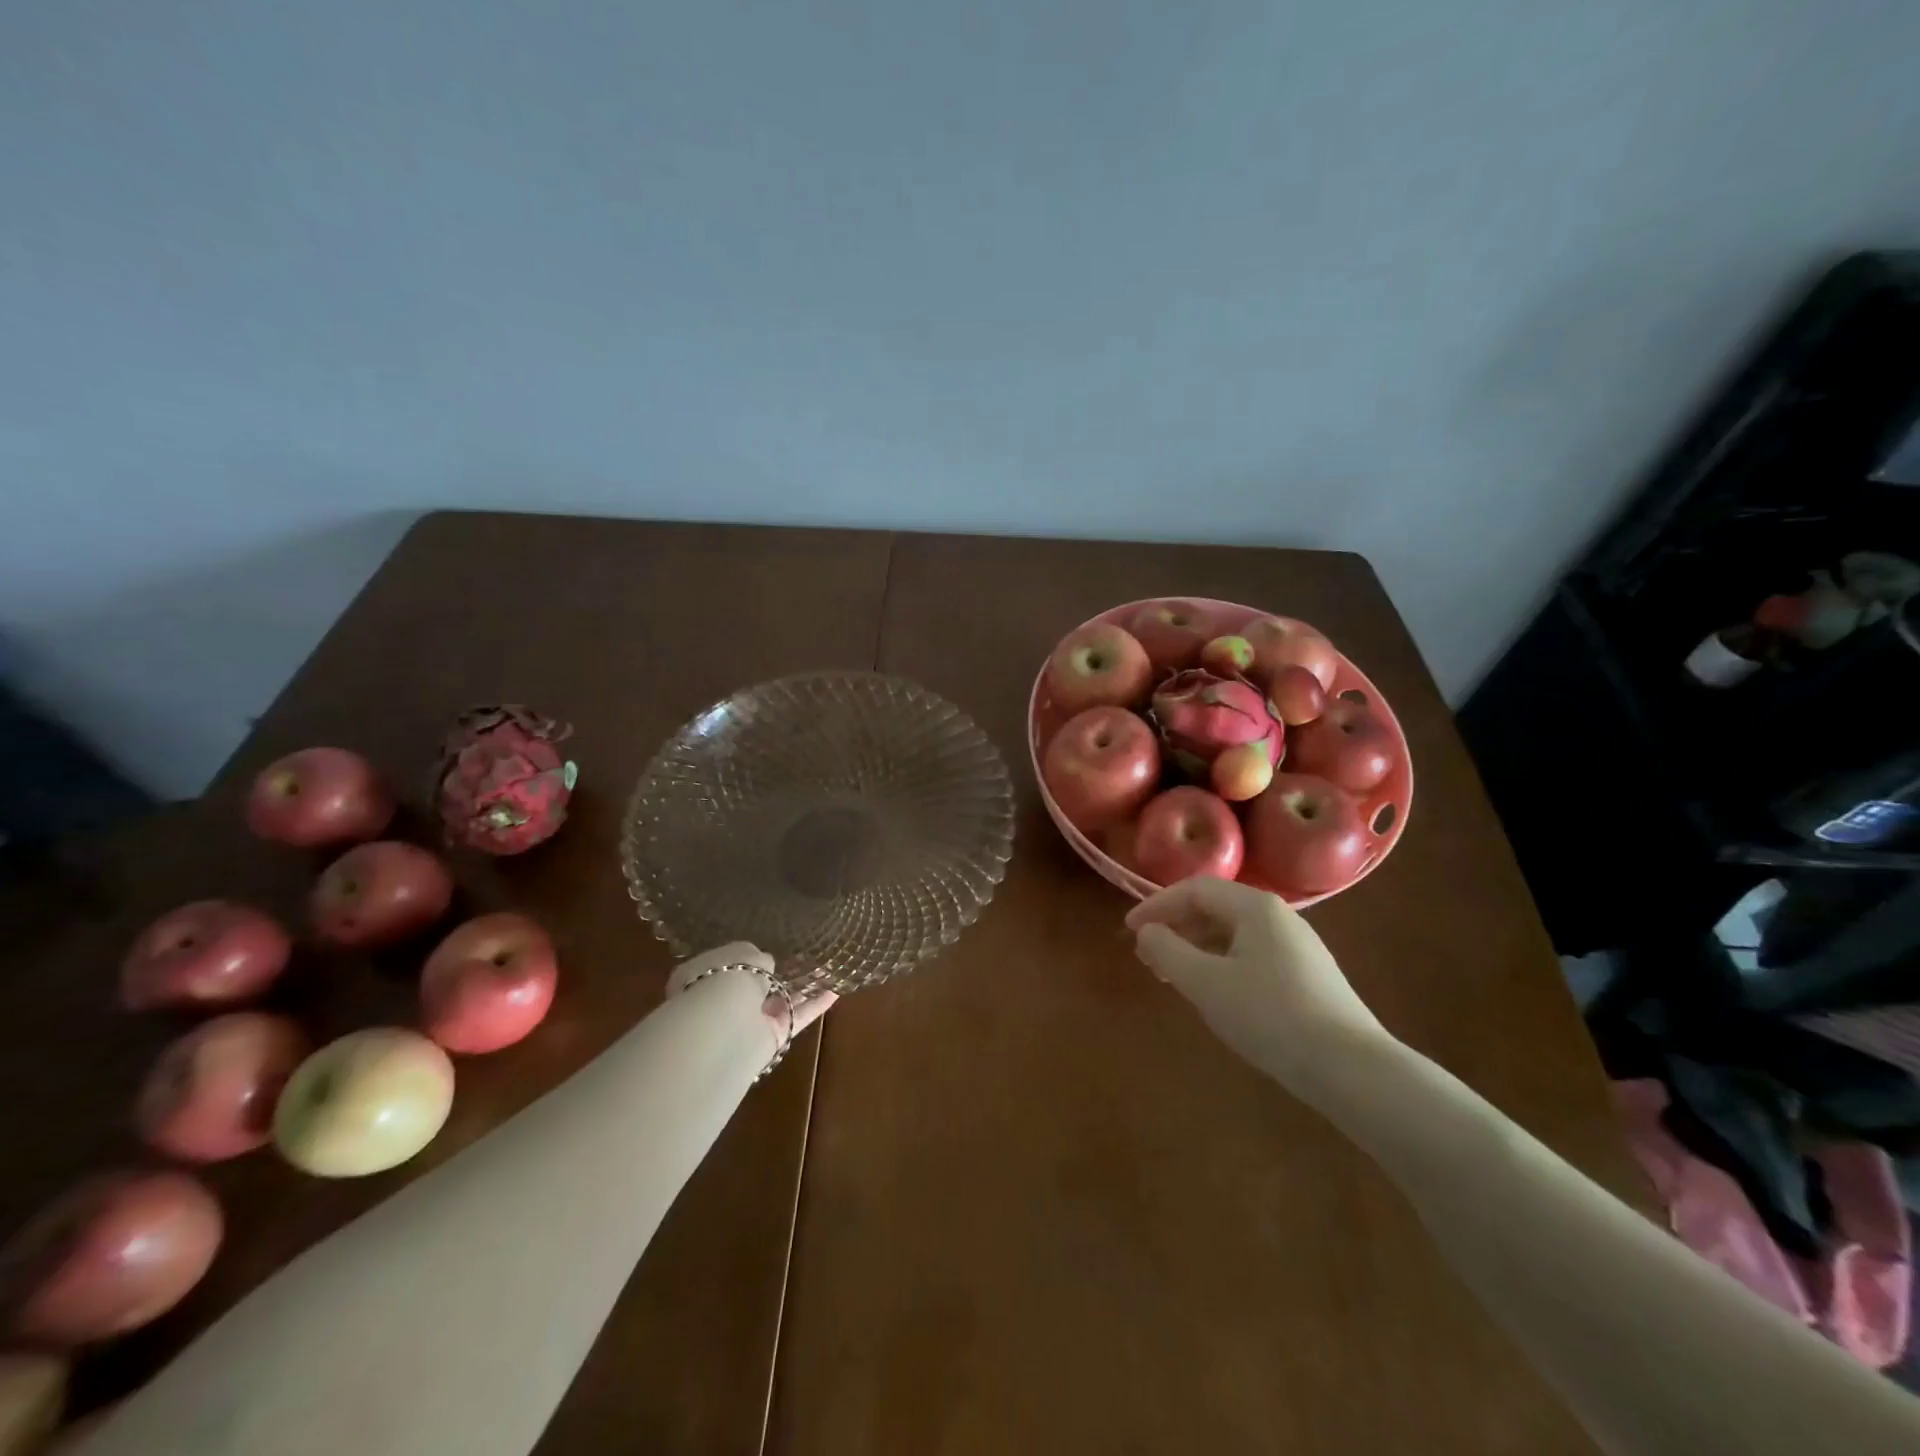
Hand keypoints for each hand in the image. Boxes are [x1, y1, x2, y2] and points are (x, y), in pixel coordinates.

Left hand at [667, 942, 836, 1051]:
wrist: (723, 1023)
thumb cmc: (726, 977)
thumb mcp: (744, 953)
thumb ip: (760, 958)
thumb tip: (769, 966)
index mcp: (706, 974)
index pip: (729, 964)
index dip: (748, 957)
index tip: (770, 948)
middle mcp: (724, 1000)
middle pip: (757, 986)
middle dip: (777, 974)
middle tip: (804, 958)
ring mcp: (748, 1021)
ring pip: (780, 1001)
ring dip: (803, 988)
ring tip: (828, 970)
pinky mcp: (771, 1038)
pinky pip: (796, 1018)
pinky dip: (815, 1006)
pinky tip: (835, 992)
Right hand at [1126, 878, 1388, 1095]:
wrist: (1351, 1068)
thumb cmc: (1271, 1016)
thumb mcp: (1206, 984)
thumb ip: (1168, 952)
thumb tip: (1146, 932)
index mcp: (1255, 907)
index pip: (1194, 889)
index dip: (1156, 905)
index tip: (1129, 930)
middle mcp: (1278, 916)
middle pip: (1215, 908)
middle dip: (1176, 927)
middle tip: (1147, 956)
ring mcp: (1297, 946)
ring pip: (1233, 934)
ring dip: (1196, 948)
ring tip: (1173, 976)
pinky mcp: (1306, 975)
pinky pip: (1250, 954)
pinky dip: (1220, 963)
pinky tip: (1214, 992)